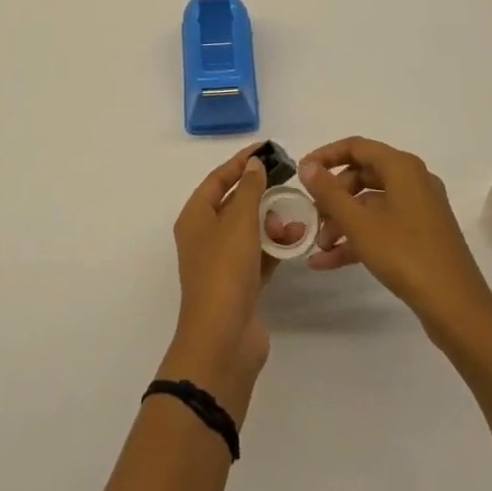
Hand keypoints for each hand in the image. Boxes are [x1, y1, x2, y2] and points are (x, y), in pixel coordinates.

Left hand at [160, 145, 302, 421]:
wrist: (223, 341)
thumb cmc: (225, 272)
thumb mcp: (238, 222)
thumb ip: (250, 189)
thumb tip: (254, 164)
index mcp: (195, 217)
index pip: (219, 179)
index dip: (241, 162)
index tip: (267, 148)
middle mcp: (205, 236)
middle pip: (235, 203)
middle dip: (262, 192)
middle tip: (288, 181)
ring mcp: (223, 263)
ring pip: (250, 230)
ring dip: (272, 221)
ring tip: (296, 216)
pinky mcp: (241, 285)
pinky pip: (260, 255)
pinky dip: (276, 246)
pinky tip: (296, 241)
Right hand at [300, 137, 491, 348]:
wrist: (458, 310)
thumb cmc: (406, 255)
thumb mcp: (360, 224)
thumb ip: (329, 192)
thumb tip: (307, 166)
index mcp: (402, 167)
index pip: (356, 147)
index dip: (325, 157)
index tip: (301, 173)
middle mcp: (413, 181)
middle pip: (362, 176)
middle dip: (333, 197)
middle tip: (312, 216)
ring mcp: (420, 209)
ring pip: (371, 205)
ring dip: (343, 222)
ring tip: (319, 246)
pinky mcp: (422, 236)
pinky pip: (382, 226)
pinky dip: (358, 238)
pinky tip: (329, 262)